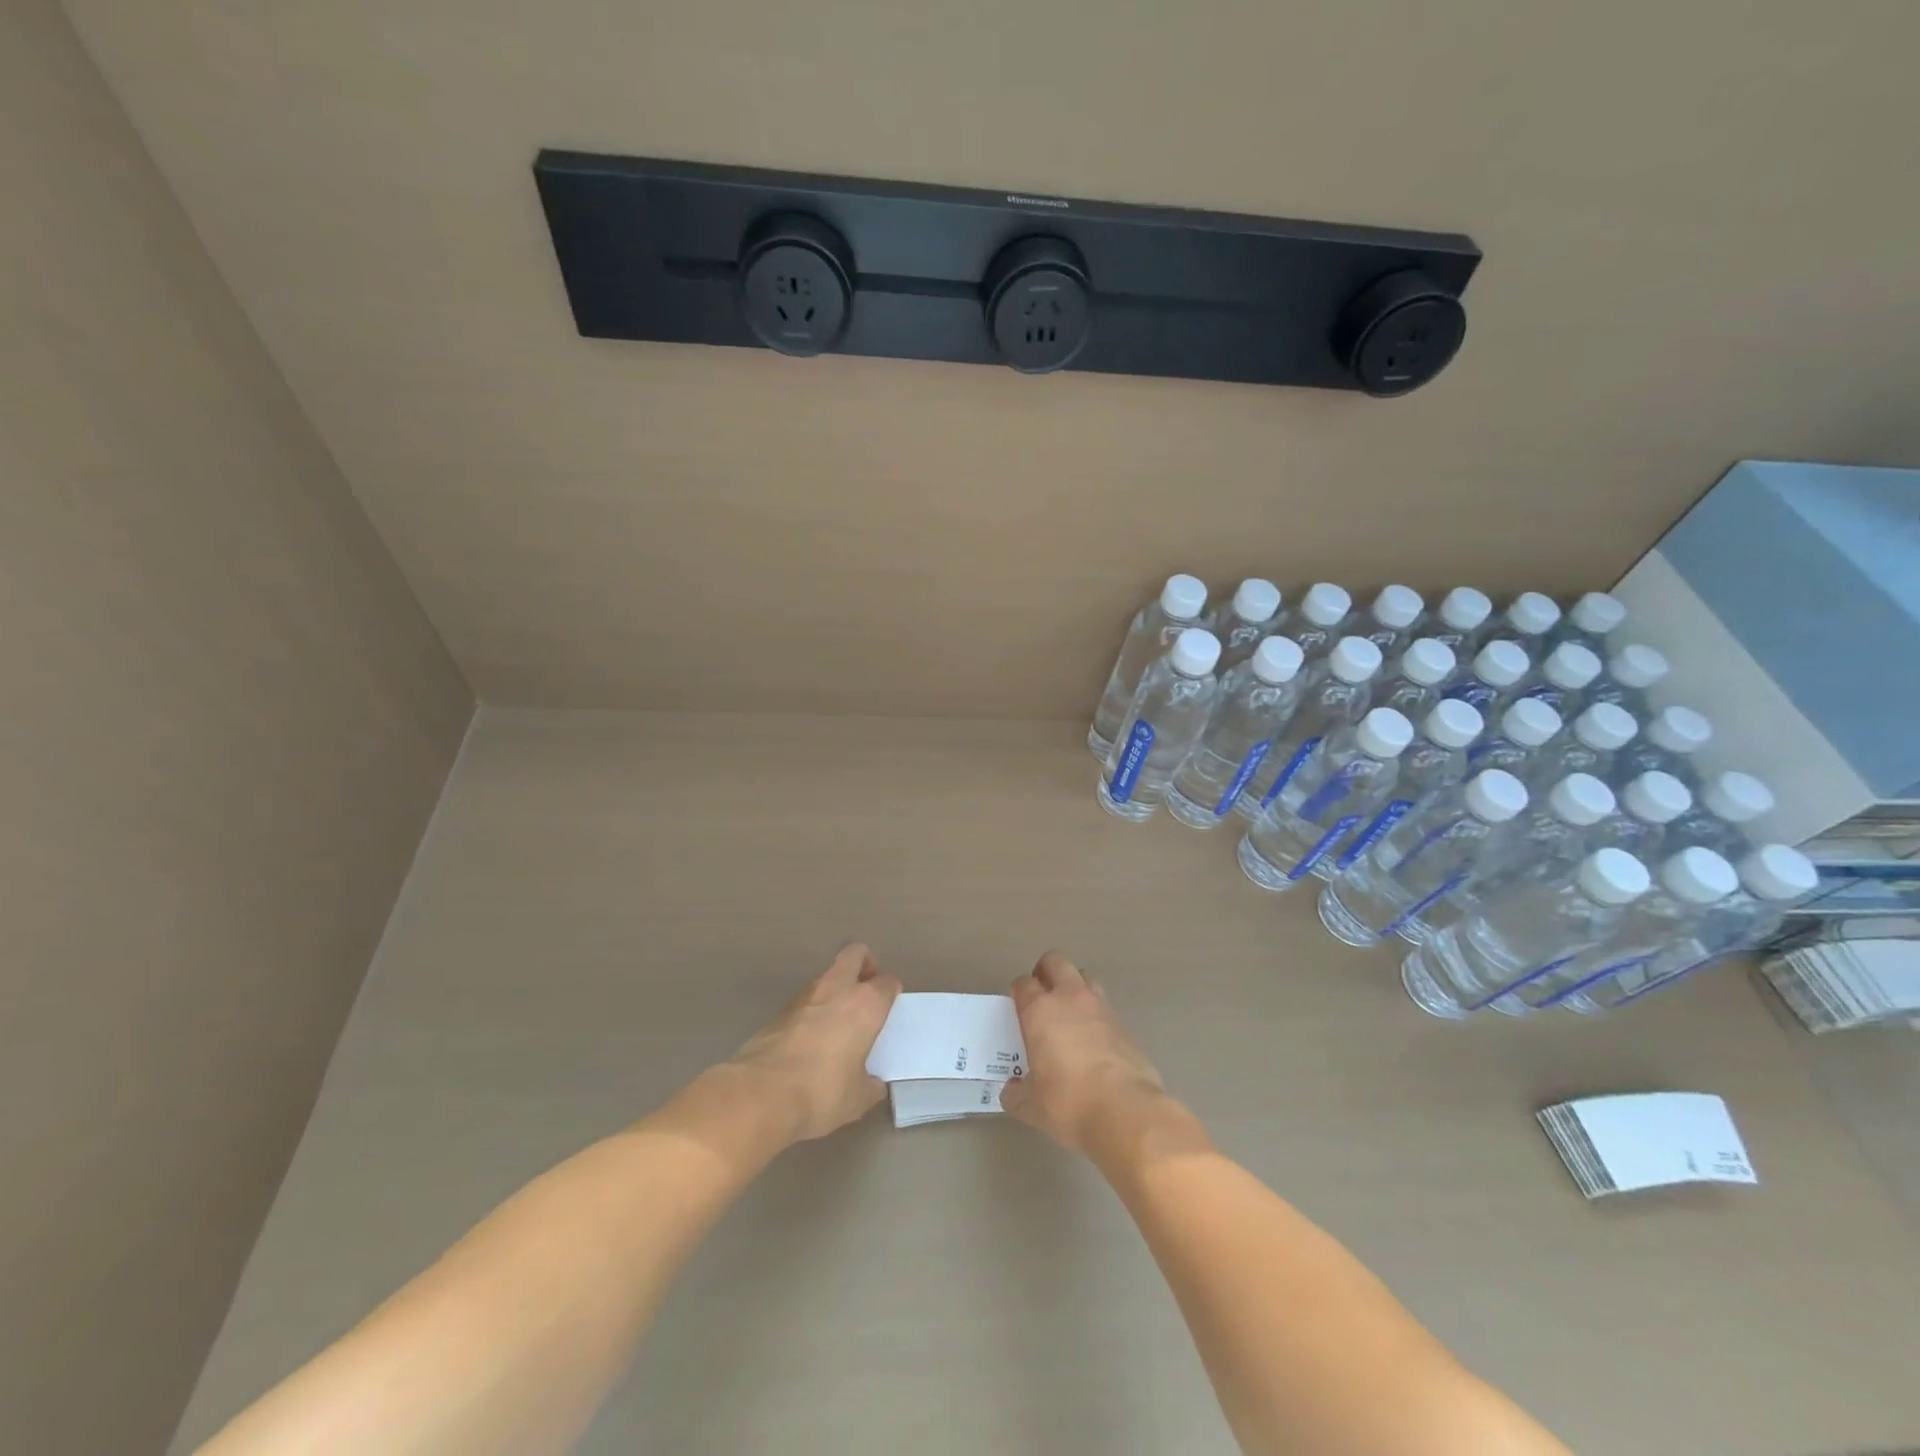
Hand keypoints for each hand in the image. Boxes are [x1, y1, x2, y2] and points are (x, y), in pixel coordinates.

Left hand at [727, 944, 900, 1141]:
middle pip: (855, 954)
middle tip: (867, 990)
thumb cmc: (821, 1092)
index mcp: (865, 1005)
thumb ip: (870, 1084)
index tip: (890, 1008)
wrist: (760, 1095)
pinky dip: (813, 1011)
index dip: (891, 992)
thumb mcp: (858, 1099)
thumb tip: (872, 1083)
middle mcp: (837, 990)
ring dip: (836, 989)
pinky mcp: (778, 1012)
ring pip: (827, 976)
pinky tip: (812, 1040)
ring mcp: (804, 997)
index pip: (887, 983)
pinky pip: (805, 1001)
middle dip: (864, 964)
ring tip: (839, 1021)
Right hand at [1000, 951, 1168, 1155]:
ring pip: (1085, 977)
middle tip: (1041, 995)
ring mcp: (1101, 1007)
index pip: (1023, 983)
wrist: (1126, 1111)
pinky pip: (1105, 1007)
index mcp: (1040, 1011)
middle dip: (1046, 971)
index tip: (1018, 1008)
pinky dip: (1095, 1016)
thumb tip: (1012, 1090)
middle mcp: (1069, 998)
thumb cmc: (1068, 1103)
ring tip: (1069, 1014)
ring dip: (1074, 987)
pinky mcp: (1124, 1024)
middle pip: (1055, 961)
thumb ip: (1016, 1093)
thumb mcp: (1031, 1106)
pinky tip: (1093, 1042)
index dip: (1018, 992)